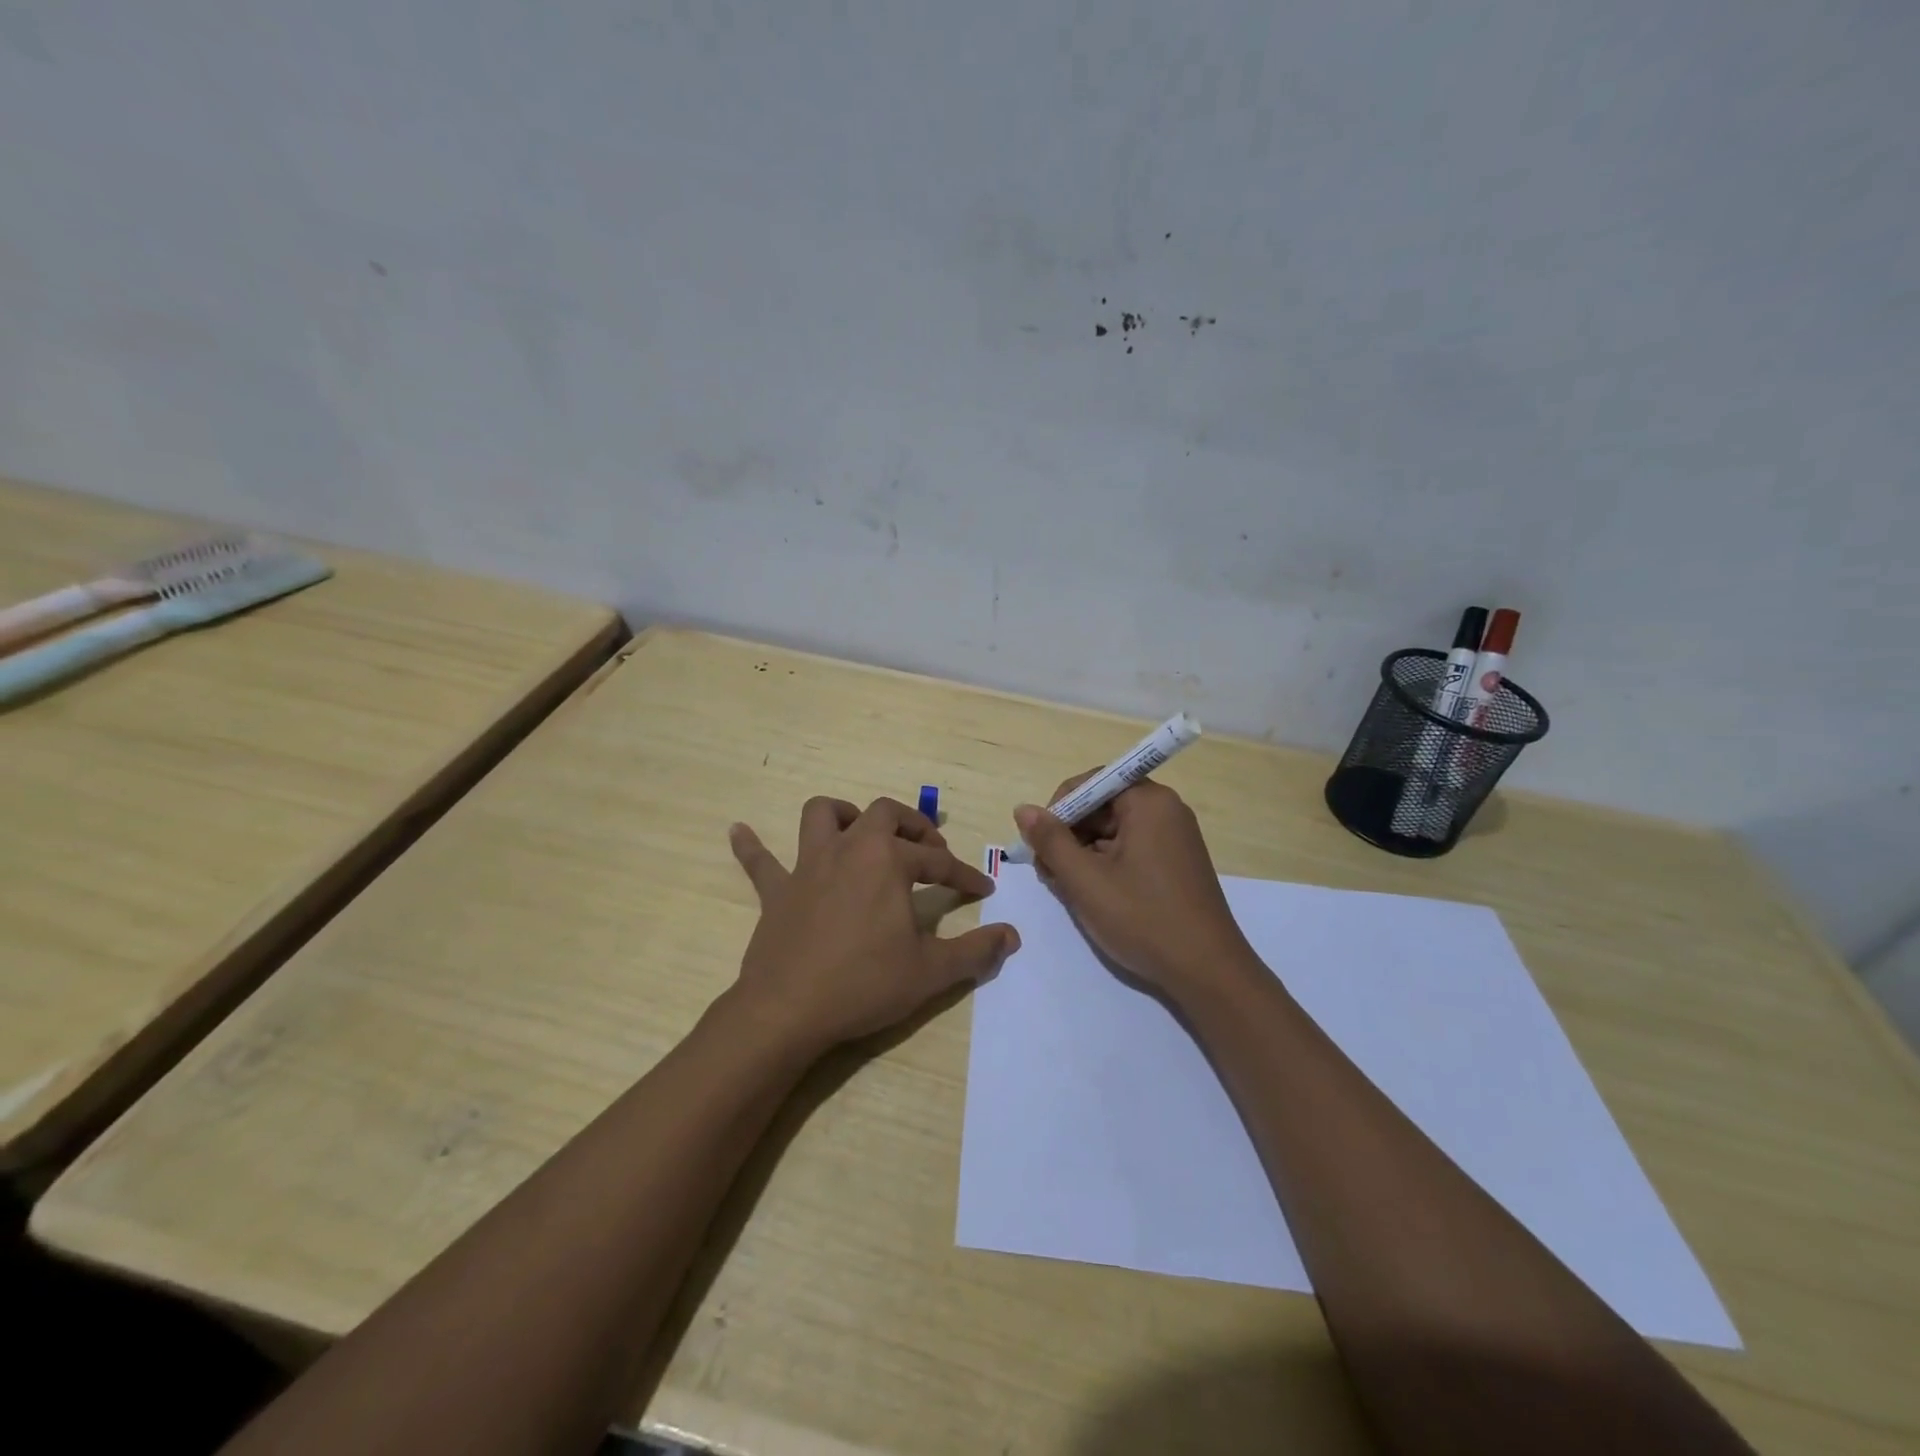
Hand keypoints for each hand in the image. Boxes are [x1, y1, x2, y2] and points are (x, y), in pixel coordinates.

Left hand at [727, 796, 1018, 1051]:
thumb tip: (1013, 936)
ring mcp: (807, 866)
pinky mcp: (776, 891)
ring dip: (843, 814)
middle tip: (929, 848)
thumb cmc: (864, 984)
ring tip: (859, 832)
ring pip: (821, 815)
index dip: (964, 874)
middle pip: (883, 814)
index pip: (937, 861)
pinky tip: (738, 831)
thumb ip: (976, 951)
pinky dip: (751, 845)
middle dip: (912, 825)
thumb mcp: (931, 972)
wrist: (788, 1011)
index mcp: (888, 862)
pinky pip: (759, 860)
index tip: (981, 889)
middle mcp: (849, 849)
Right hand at [1013, 777, 1255, 1001]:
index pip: (1091, 782)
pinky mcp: (1175, 864)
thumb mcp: (1085, 879)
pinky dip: (1106, 866)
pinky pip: (1130, 850)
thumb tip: (1023, 809)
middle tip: (1049, 872)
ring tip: (1066, 889)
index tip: (1041, 843)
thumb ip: (1050, 840)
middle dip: (1069, 834)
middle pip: (1102, 806)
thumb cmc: (1142, 918)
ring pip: (1113, 832)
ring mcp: (1174, 838)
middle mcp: (1165, 810)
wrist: (1207, 972)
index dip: (1059, 807)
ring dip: (1083, 854)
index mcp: (1148, 802)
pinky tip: (1092, 895)